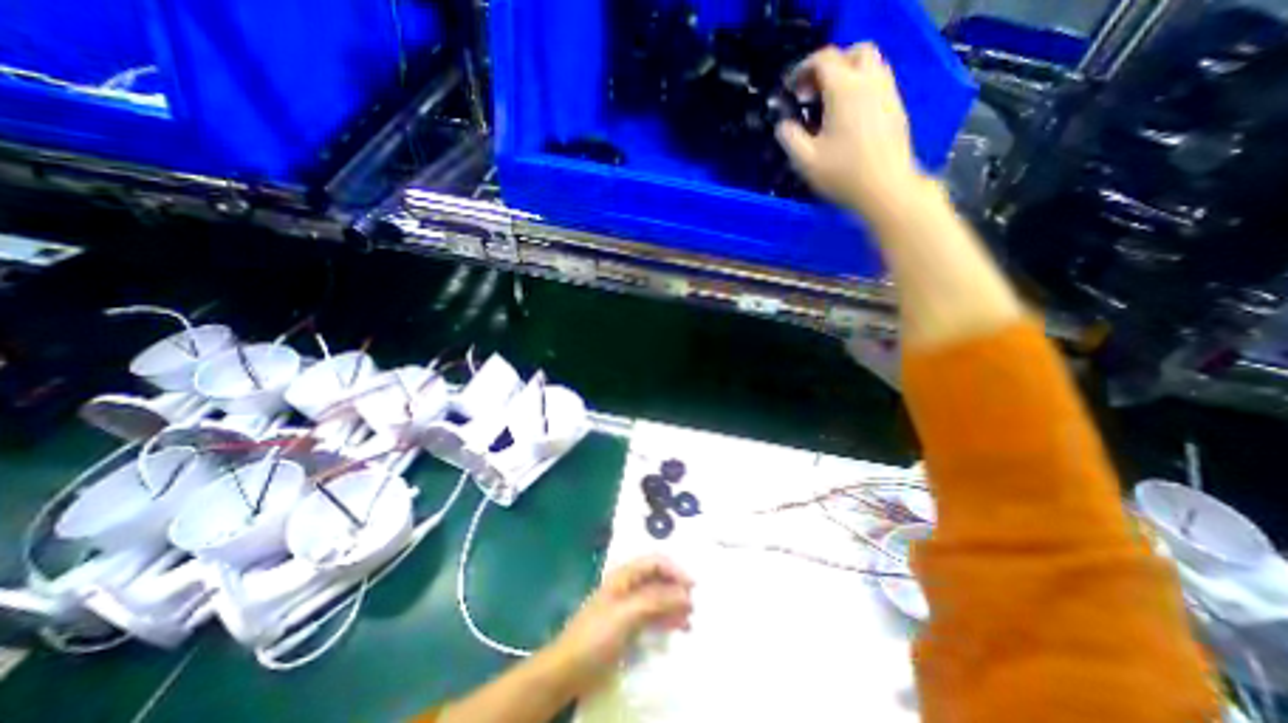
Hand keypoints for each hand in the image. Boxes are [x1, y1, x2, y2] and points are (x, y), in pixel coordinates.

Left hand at [550, 557, 695, 691]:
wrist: (569, 669)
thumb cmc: (596, 634)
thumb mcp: (627, 614)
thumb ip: (656, 600)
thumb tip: (685, 593)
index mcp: (624, 575)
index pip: (655, 562)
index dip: (675, 569)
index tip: (693, 586)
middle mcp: (628, 586)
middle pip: (658, 579)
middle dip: (676, 588)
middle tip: (694, 605)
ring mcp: (628, 606)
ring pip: (657, 598)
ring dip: (674, 605)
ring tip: (690, 619)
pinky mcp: (628, 626)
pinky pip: (653, 617)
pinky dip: (667, 619)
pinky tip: (679, 628)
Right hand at [767, 43, 930, 223]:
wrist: (886, 188)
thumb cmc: (843, 174)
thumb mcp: (805, 161)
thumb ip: (789, 138)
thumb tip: (783, 125)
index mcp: (844, 90)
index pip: (824, 59)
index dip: (803, 68)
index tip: (792, 89)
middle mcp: (869, 82)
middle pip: (853, 52)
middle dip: (831, 65)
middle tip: (814, 91)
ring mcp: (887, 93)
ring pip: (870, 65)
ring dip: (848, 75)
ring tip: (830, 105)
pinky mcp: (896, 109)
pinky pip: (879, 84)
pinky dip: (861, 89)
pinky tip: (849, 117)